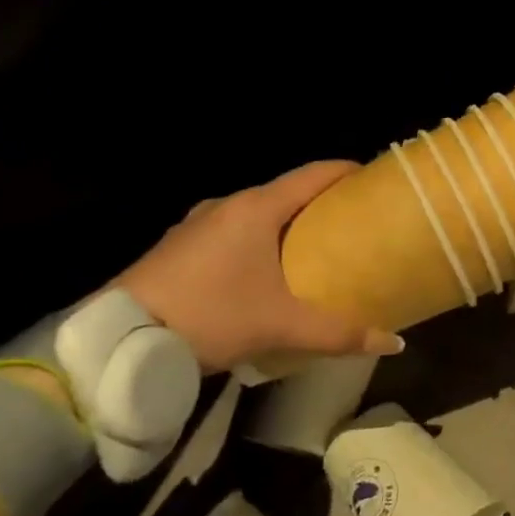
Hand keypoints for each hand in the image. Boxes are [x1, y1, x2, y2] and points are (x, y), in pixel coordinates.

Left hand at [115, 161, 403, 372]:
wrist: (119, 338)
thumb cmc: (210, 315)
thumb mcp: (280, 326)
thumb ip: (339, 333)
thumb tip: (395, 343)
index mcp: (255, 208)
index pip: (312, 174)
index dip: (346, 172)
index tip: (373, 179)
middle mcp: (227, 205)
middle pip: (286, 193)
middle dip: (320, 204)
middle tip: (352, 224)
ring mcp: (197, 224)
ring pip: (256, 214)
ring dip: (286, 225)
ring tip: (314, 250)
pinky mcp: (179, 247)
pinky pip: (232, 232)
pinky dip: (257, 241)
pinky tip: (264, 272)